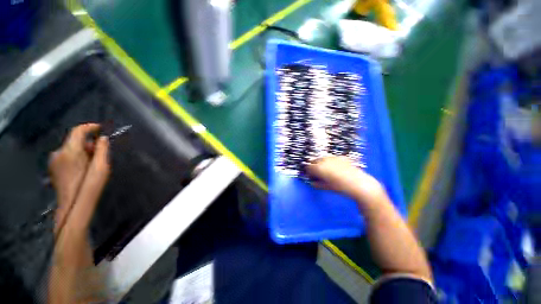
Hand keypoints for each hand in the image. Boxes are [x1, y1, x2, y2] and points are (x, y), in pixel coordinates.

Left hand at [49, 124, 109, 231]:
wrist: (73, 204)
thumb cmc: (89, 185)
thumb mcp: (101, 166)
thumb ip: (102, 150)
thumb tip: (102, 138)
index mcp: (70, 151)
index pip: (78, 131)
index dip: (89, 127)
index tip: (100, 128)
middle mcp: (58, 153)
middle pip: (74, 140)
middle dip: (88, 143)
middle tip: (99, 154)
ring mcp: (53, 161)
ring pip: (70, 148)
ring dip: (81, 151)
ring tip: (90, 163)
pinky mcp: (53, 167)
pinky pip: (65, 156)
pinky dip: (75, 157)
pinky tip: (81, 168)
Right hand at [307, 156, 383, 202]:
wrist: (358, 183)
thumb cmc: (340, 187)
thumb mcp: (326, 187)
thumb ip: (316, 184)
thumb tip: (312, 182)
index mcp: (318, 167)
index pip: (308, 167)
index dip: (308, 172)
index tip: (311, 177)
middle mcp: (323, 160)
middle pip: (314, 161)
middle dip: (314, 167)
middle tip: (319, 174)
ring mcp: (333, 157)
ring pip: (323, 158)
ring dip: (322, 163)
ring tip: (328, 171)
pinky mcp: (341, 156)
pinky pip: (332, 158)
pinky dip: (331, 162)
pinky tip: (337, 168)